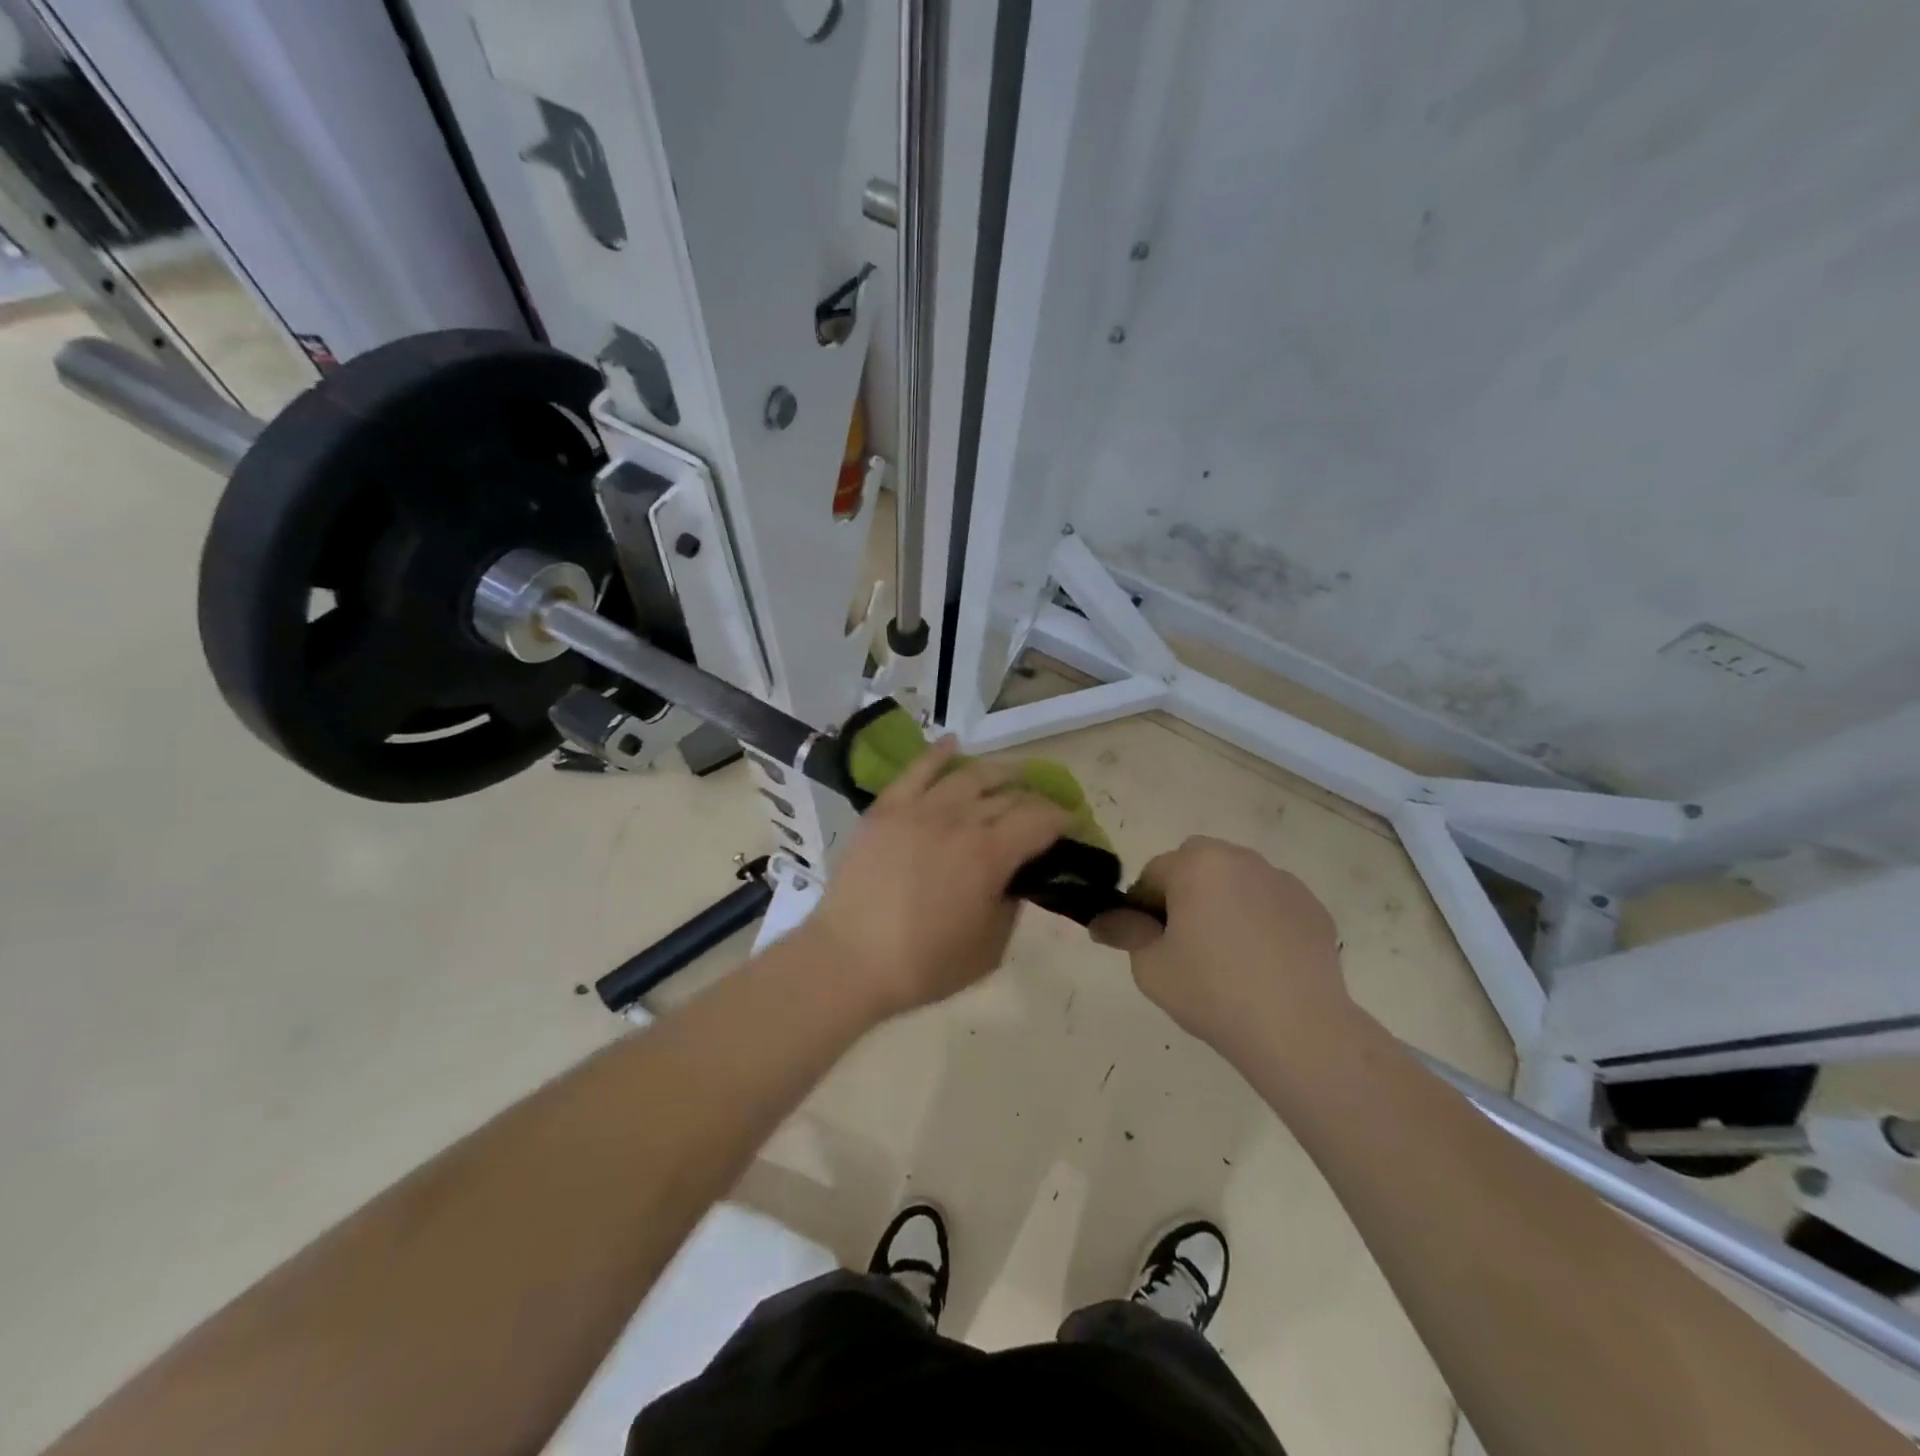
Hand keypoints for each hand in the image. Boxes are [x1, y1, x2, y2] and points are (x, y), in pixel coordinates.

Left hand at [806, 738, 1071, 1018]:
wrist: (849, 960)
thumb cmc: (924, 965)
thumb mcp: (989, 949)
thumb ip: (1011, 905)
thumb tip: (1014, 879)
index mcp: (990, 855)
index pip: (1039, 819)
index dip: (1062, 817)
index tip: (1070, 823)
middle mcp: (959, 820)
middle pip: (1007, 795)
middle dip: (1034, 798)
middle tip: (1042, 808)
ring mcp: (919, 808)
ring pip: (968, 775)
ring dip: (998, 772)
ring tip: (1011, 775)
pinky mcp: (886, 808)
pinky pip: (917, 770)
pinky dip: (939, 753)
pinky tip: (954, 743)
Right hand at [1089, 836, 1350, 1052]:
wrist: (1298, 1030)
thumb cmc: (1212, 991)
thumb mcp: (1150, 966)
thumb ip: (1124, 932)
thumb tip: (1104, 921)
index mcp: (1196, 864)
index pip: (1153, 873)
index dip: (1143, 907)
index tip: (1149, 942)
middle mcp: (1240, 858)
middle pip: (1196, 865)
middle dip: (1184, 894)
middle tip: (1186, 944)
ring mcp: (1282, 880)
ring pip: (1235, 881)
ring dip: (1223, 902)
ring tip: (1228, 955)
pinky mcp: (1312, 907)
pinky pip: (1270, 902)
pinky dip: (1259, 919)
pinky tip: (1262, 962)